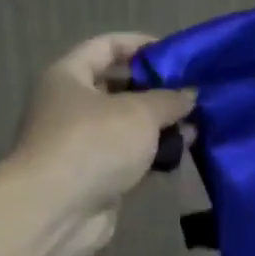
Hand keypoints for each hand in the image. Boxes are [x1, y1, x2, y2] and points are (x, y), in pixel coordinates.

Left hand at [7, 34, 196, 255]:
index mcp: (68, 77)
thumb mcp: (139, 112)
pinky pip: (128, 159)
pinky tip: (181, 155)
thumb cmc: (93, 144)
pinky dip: (151, 156)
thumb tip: (190, 95)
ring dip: (158, 127)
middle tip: (192, 95)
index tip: (176, 54)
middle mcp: (70, 107)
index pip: (106, 47)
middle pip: (118, 89)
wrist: (58, 210)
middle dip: (156, 92)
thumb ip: (168, 100)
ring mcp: (81, 146)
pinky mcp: (94, 178)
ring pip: (126, 128)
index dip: (140, 45)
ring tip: (196, 127)